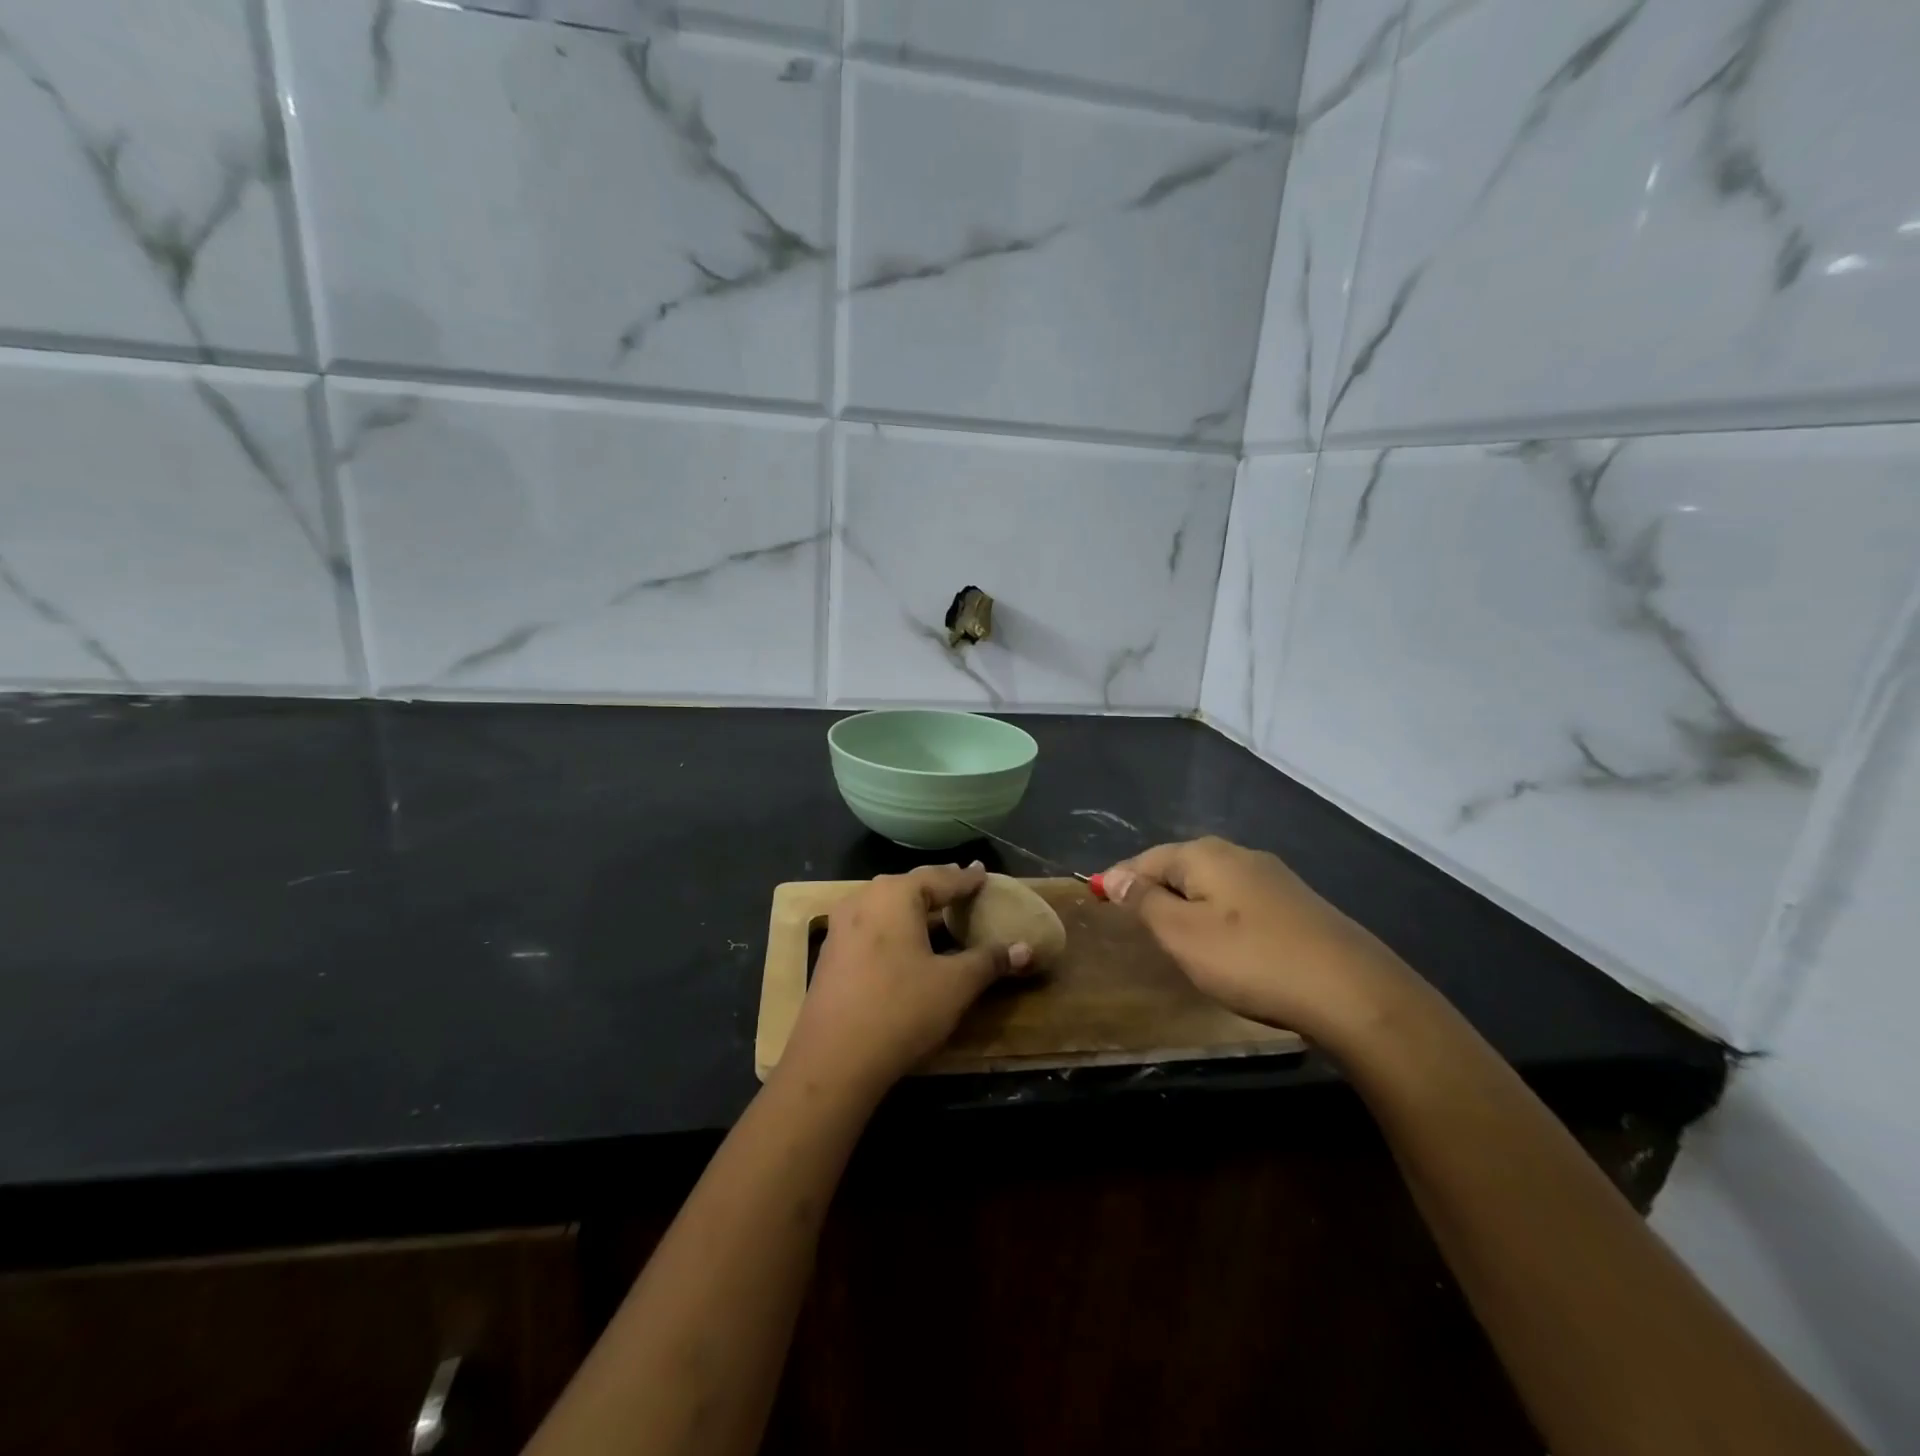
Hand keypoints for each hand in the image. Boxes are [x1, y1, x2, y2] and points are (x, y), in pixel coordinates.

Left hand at [781, 864, 1035, 1097]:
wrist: (833, 1059)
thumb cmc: (901, 1009)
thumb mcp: (955, 985)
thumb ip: (990, 961)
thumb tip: (1026, 949)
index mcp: (896, 894)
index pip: (941, 878)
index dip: (967, 879)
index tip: (984, 873)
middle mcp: (864, 898)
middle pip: (911, 886)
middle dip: (939, 887)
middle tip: (965, 887)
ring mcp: (842, 925)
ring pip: (887, 905)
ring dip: (915, 908)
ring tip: (939, 912)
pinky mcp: (832, 952)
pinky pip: (872, 925)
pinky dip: (896, 927)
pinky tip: (907, 942)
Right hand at [1100, 837, 1413, 1041]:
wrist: (1353, 992)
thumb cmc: (1252, 960)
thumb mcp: (1182, 934)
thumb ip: (1145, 902)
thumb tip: (1116, 876)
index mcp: (1206, 854)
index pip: (1147, 858)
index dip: (1121, 878)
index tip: (1099, 898)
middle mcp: (1240, 855)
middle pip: (1182, 866)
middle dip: (1155, 888)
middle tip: (1134, 920)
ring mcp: (1274, 879)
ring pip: (1213, 885)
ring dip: (1188, 903)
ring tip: (1173, 934)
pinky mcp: (1298, 906)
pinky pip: (1240, 902)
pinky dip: (1219, 916)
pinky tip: (1224, 943)